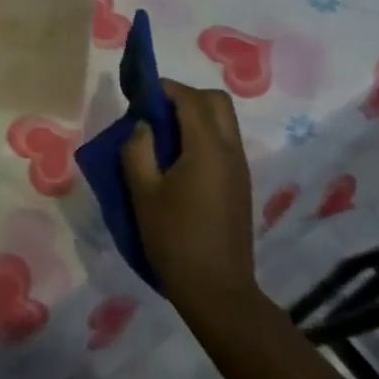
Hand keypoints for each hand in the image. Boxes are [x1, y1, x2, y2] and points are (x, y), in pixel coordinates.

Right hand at [122, 81, 257, 322]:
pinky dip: (203, 136)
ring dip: (196, 116)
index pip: (191, 98)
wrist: (217, 290)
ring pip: (224, 122)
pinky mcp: (240, 185)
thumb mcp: (143, 193)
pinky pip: (224, 143)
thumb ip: (138, 150)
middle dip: (186, 96)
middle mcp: (230, 151)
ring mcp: (240, 168)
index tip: (140, 91)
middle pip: (217, 102)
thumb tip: (143, 126)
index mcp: (207, 148)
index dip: (165, 87)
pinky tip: (178, 161)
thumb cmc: (175, 239)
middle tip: (155, 111)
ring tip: (162, 136)